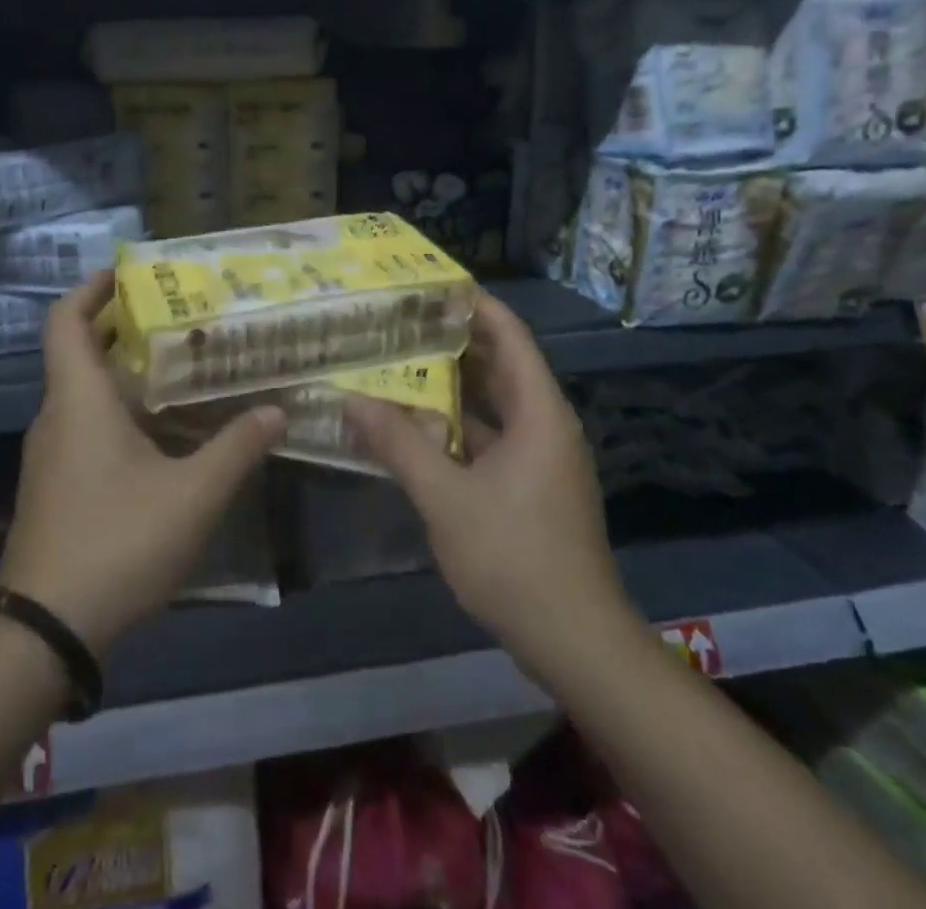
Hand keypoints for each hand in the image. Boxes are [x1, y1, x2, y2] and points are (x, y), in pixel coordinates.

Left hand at [0, 273, 287, 656]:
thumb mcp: (193, 494)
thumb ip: (237, 448)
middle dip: (122, 326)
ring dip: (123, 370)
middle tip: (175, 314)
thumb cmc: (117, 542)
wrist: (45, 630)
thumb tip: (276, 410)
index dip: (92, 288)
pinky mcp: (55, 485)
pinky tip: (162, 429)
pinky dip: (118, 409)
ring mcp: (51, 454)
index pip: (65, 320)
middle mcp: (57, 416)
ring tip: (179, 365)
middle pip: (79, 350)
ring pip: (84, 391)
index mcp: (79, 399)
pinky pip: (85, 424)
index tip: (128, 273)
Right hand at [346, 294, 632, 665]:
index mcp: (538, 412)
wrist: (575, 642)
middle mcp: (544, 425)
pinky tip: (414, 427)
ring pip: (491, 404)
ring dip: (450, 386)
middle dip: (452, 340)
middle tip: (398, 321)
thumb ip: (398, 443)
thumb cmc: (514, 557)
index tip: (429, 283)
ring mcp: (539, 459)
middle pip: (499, 365)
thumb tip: (351, 397)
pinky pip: (489, 437)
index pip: (509, 335)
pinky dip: (455, 426)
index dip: (474, 304)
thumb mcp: (445, 497)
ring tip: (398, 363)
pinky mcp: (530, 487)